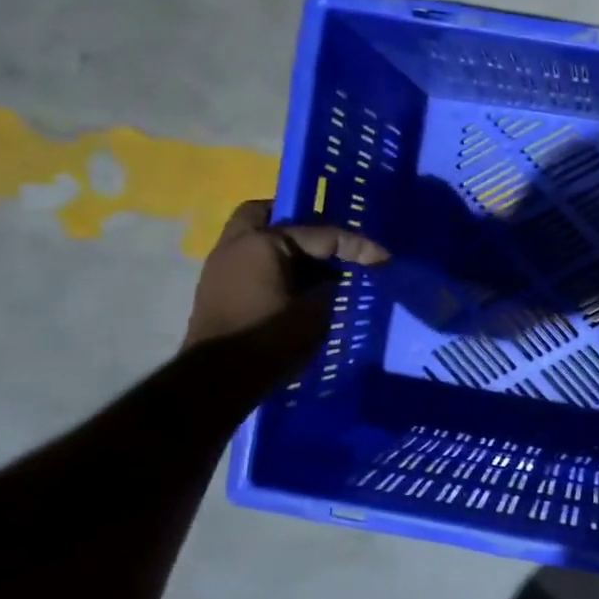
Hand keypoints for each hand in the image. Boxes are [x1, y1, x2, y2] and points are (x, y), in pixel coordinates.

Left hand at [185, 199, 387, 355]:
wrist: (214, 383)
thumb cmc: (267, 341)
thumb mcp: (314, 314)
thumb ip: (328, 288)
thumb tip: (330, 279)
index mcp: (263, 242)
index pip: (320, 234)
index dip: (357, 246)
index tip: (384, 257)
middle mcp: (236, 244)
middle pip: (270, 215)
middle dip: (300, 223)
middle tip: (327, 243)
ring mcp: (220, 266)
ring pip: (256, 239)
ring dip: (284, 248)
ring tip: (315, 269)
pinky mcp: (216, 289)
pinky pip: (249, 261)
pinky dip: (272, 265)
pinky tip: (294, 287)